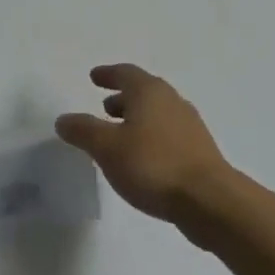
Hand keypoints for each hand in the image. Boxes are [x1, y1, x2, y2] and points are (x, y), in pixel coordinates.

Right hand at [56, 64, 228, 223]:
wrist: (211, 201)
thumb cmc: (153, 165)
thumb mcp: (107, 148)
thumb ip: (83, 131)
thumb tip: (63, 119)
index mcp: (149, 92)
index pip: (125, 73)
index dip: (107, 74)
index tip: (94, 77)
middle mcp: (172, 101)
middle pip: (144, 92)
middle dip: (122, 98)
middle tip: (104, 108)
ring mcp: (190, 126)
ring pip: (158, 114)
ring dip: (137, 119)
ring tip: (120, 135)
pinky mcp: (200, 152)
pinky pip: (169, 134)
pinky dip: (151, 137)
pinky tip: (143, 158)